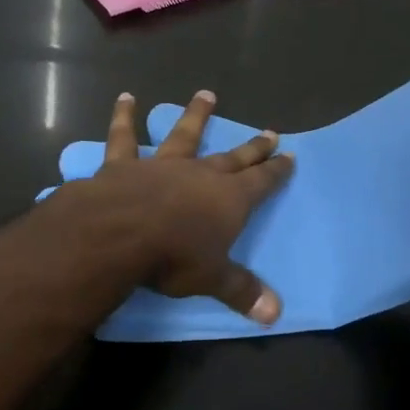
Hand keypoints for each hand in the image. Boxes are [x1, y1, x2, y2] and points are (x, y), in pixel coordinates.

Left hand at [61, 90, 293, 323]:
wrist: (120, 233)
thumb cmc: (173, 256)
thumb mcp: (213, 279)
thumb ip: (242, 291)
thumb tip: (276, 315)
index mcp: (228, 199)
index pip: (261, 182)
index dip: (276, 170)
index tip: (289, 154)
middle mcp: (200, 174)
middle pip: (232, 157)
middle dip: (253, 147)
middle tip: (269, 131)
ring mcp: (163, 164)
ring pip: (184, 134)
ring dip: (196, 115)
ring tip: (206, 94)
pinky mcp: (126, 163)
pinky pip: (125, 137)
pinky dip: (124, 117)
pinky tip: (126, 98)